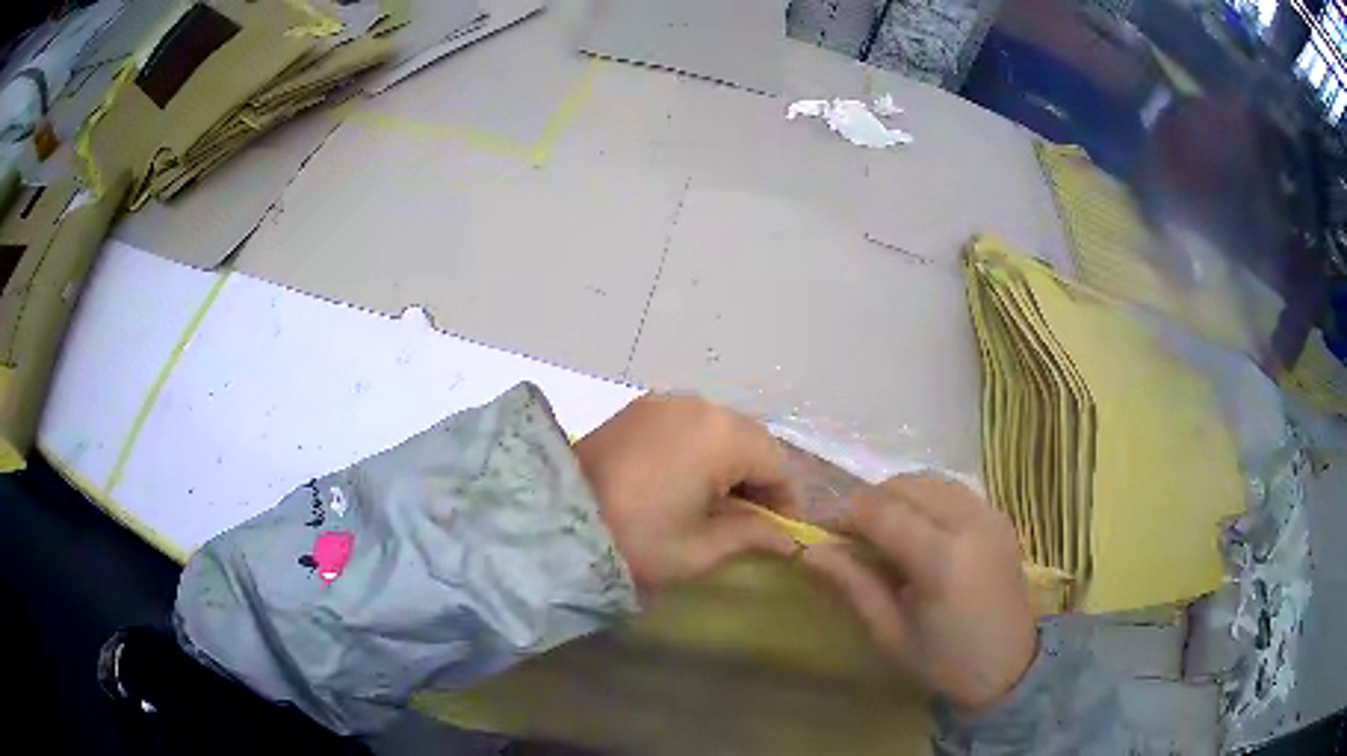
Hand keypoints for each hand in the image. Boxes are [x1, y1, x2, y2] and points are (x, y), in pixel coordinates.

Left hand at [573, 394, 799, 590]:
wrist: (552, 520)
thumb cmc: (635, 538)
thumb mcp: (699, 548)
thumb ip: (751, 535)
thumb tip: (788, 540)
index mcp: (720, 434)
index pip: (775, 462)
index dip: (785, 500)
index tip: (781, 534)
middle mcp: (697, 404)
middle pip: (749, 438)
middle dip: (758, 477)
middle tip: (751, 519)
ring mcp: (664, 401)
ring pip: (719, 428)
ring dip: (729, 461)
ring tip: (718, 502)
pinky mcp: (638, 408)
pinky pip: (687, 423)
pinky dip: (699, 448)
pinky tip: (686, 480)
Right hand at [801, 474, 1036, 714]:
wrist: (1009, 668)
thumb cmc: (943, 661)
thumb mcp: (890, 633)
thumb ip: (853, 585)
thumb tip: (809, 552)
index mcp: (942, 559)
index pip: (881, 512)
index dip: (845, 515)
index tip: (822, 533)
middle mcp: (971, 523)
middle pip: (905, 486)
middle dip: (870, 503)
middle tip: (851, 538)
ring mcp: (990, 515)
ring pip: (930, 481)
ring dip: (898, 497)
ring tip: (883, 533)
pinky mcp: (999, 517)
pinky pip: (952, 490)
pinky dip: (926, 499)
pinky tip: (918, 531)